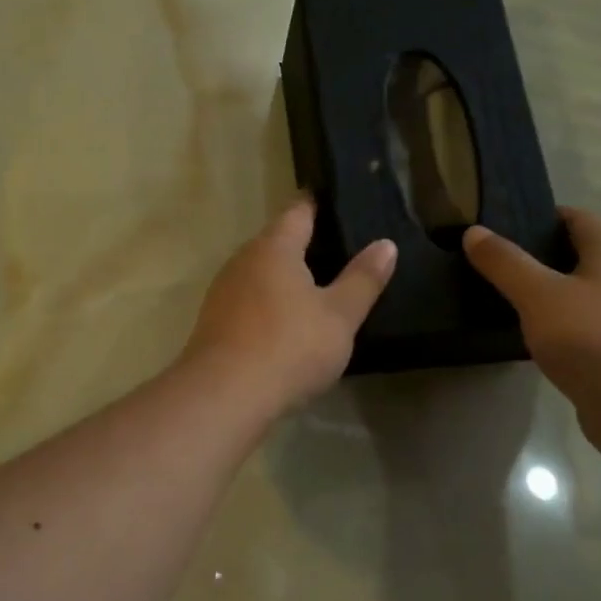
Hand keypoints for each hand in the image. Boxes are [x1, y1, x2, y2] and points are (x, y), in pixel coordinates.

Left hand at [184, 197, 396, 412]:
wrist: (224, 395)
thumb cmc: (289, 346)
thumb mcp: (339, 316)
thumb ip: (363, 279)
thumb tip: (385, 244)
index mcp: (274, 247)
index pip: (299, 211)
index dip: (320, 205)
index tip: (341, 204)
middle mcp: (242, 260)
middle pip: (277, 241)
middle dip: (304, 244)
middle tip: (341, 251)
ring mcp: (223, 291)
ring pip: (260, 273)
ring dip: (284, 277)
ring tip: (318, 288)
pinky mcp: (214, 322)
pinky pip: (248, 301)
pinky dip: (269, 303)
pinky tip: (286, 323)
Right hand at [463, 208, 600, 453]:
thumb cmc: (590, 339)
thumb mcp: (537, 295)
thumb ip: (505, 263)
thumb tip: (474, 231)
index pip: (582, 218)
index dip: (549, 216)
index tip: (512, 225)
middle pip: (589, 255)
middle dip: (551, 255)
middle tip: (507, 265)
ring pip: (593, 293)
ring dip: (561, 292)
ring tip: (520, 302)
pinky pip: (596, 326)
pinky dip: (571, 325)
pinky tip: (546, 340)